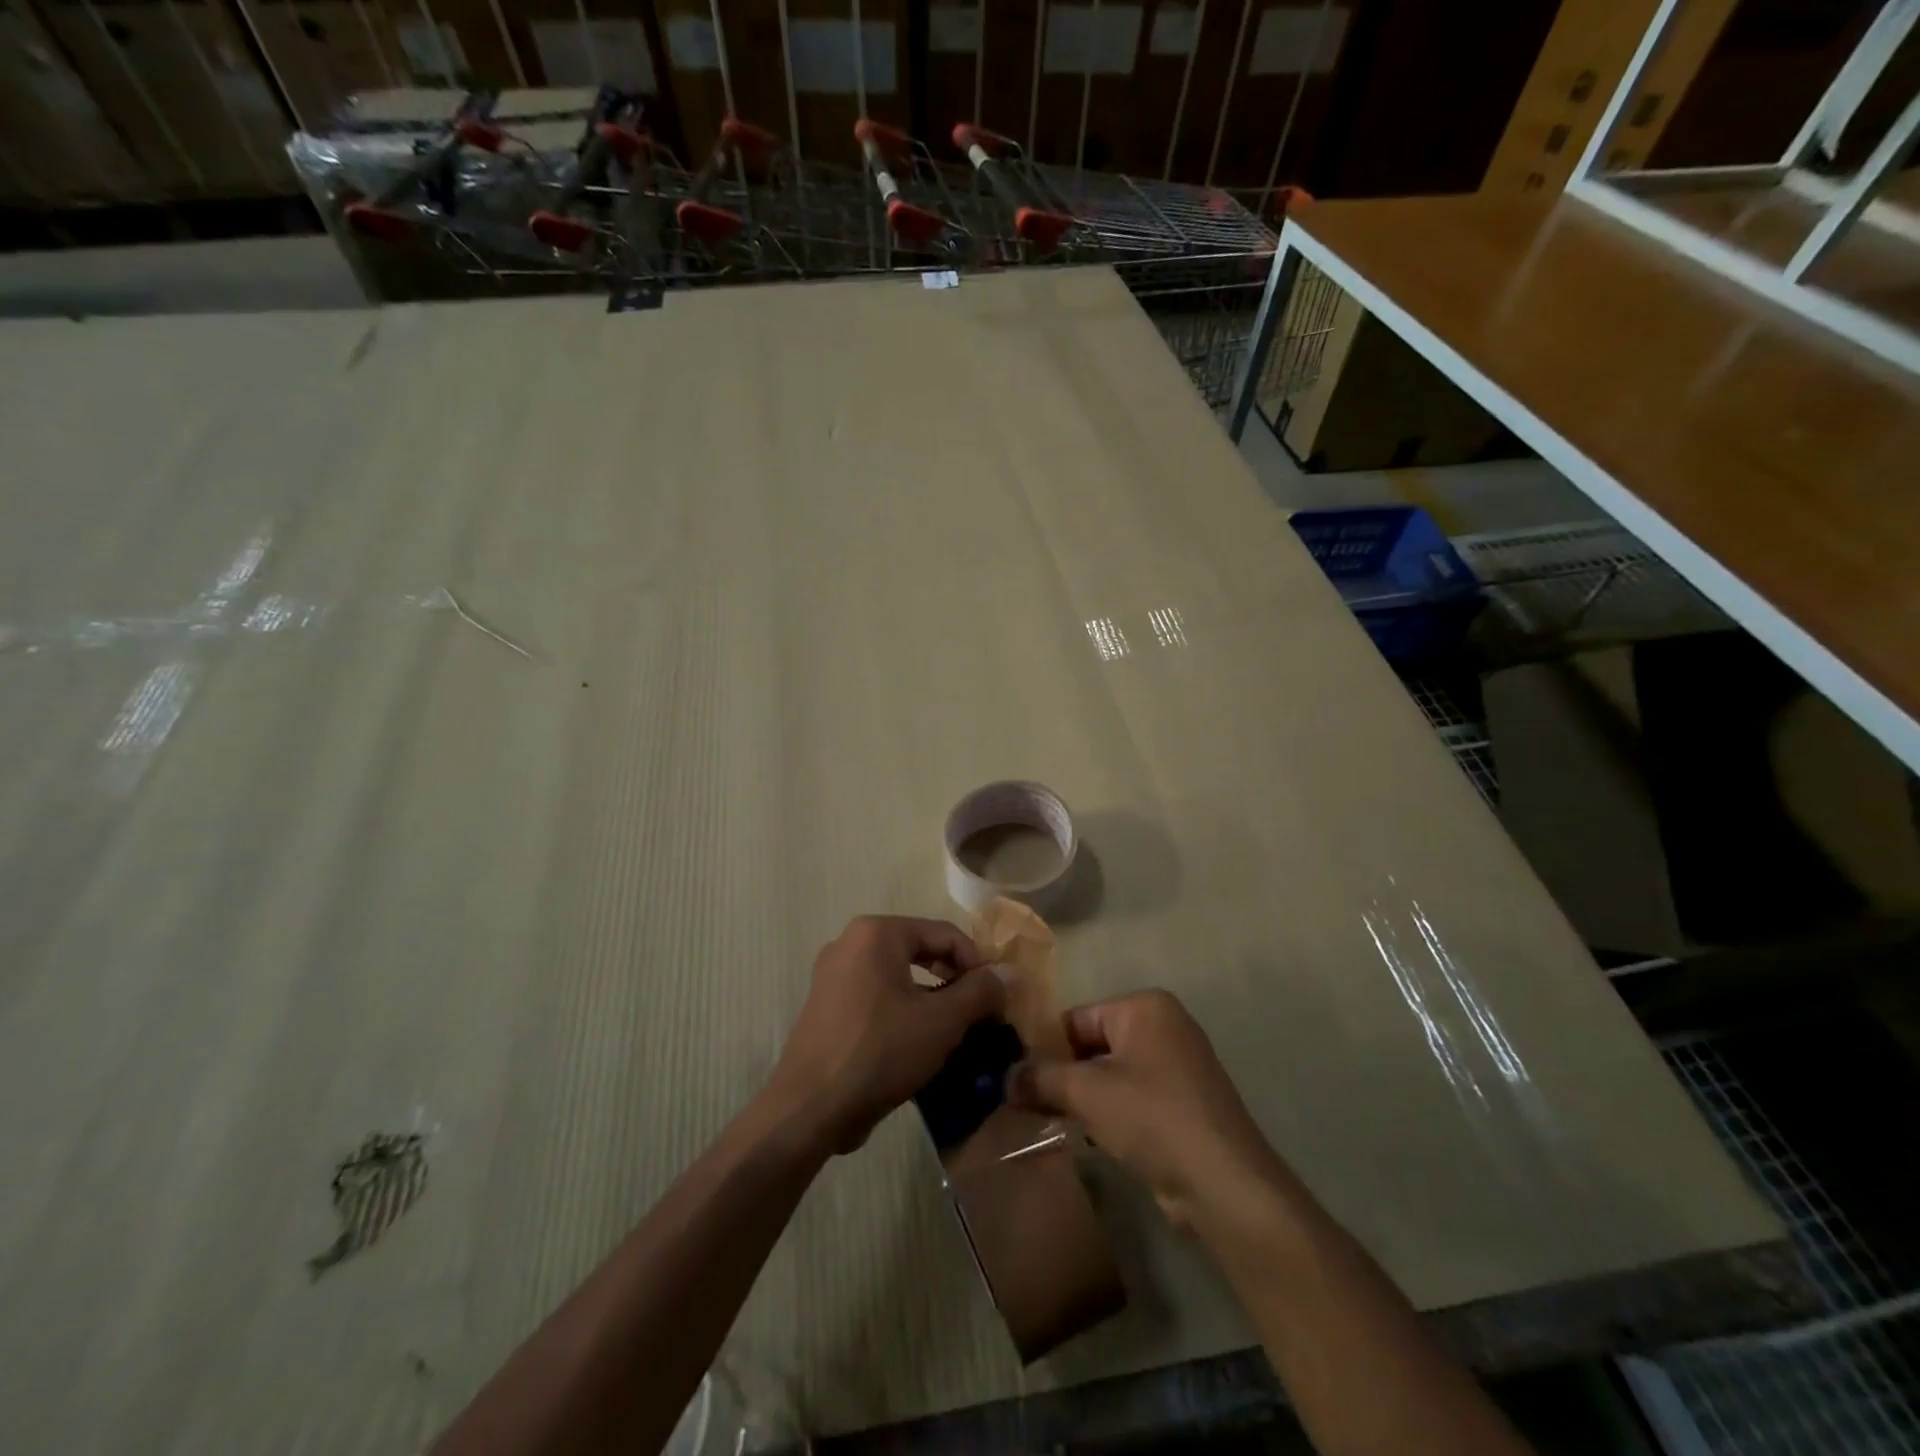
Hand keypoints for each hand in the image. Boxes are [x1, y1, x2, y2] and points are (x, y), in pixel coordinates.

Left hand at [771, 915, 1007, 1154]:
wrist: (810, 1107)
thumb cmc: (880, 1051)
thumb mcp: (941, 1021)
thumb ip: (979, 991)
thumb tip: (1006, 973)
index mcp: (877, 933)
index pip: (944, 933)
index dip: (977, 962)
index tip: (998, 995)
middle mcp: (850, 942)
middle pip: (920, 949)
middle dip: (954, 978)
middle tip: (980, 1011)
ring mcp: (833, 974)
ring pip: (898, 975)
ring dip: (931, 996)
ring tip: (955, 1028)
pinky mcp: (826, 1005)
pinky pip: (876, 994)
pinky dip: (903, 1008)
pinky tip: (919, 1041)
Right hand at [1007, 990, 1284, 1233]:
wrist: (1224, 1184)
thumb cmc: (1152, 1118)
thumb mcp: (1087, 1093)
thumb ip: (1041, 1078)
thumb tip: (1003, 1078)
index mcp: (1145, 1007)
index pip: (1077, 1019)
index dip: (1045, 1049)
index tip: (1016, 1079)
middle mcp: (1164, 1026)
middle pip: (1094, 1045)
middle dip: (1063, 1075)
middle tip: (1027, 1104)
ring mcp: (1178, 1066)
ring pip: (1112, 1074)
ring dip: (1084, 1098)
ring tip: (1052, 1122)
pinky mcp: (1184, 1103)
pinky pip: (1133, 1097)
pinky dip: (1110, 1113)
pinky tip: (1090, 1138)